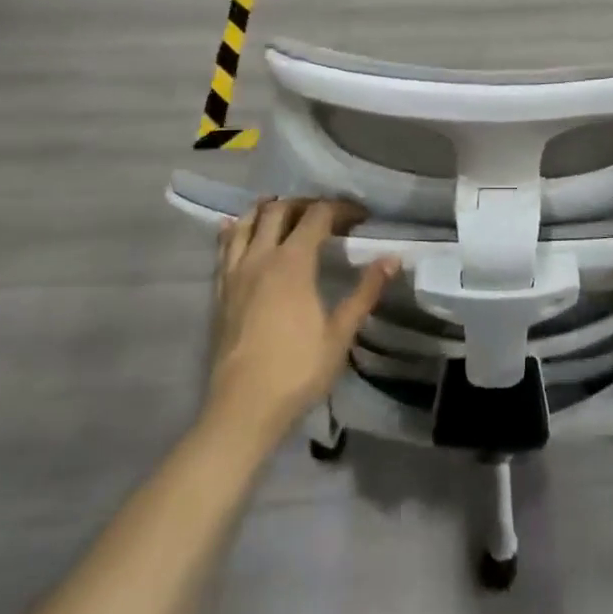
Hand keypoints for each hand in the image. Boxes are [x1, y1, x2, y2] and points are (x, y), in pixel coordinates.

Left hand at [207, 198, 397, 440]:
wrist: (242, 410)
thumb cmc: (297, 370)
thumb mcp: (341, 333)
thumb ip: (365, 291)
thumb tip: (392, 258)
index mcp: (293, 262)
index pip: (318, 215)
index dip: (341, 209)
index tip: (361, 216)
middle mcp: (261, 258)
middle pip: (279, 211)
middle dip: (305, 203)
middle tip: (327, 213)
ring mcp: (235, 274)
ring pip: (245, 224)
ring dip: (266, 210)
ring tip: (282, 208)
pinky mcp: (220, 293)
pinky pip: (223, 249)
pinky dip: (232, 232)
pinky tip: (233, 227)